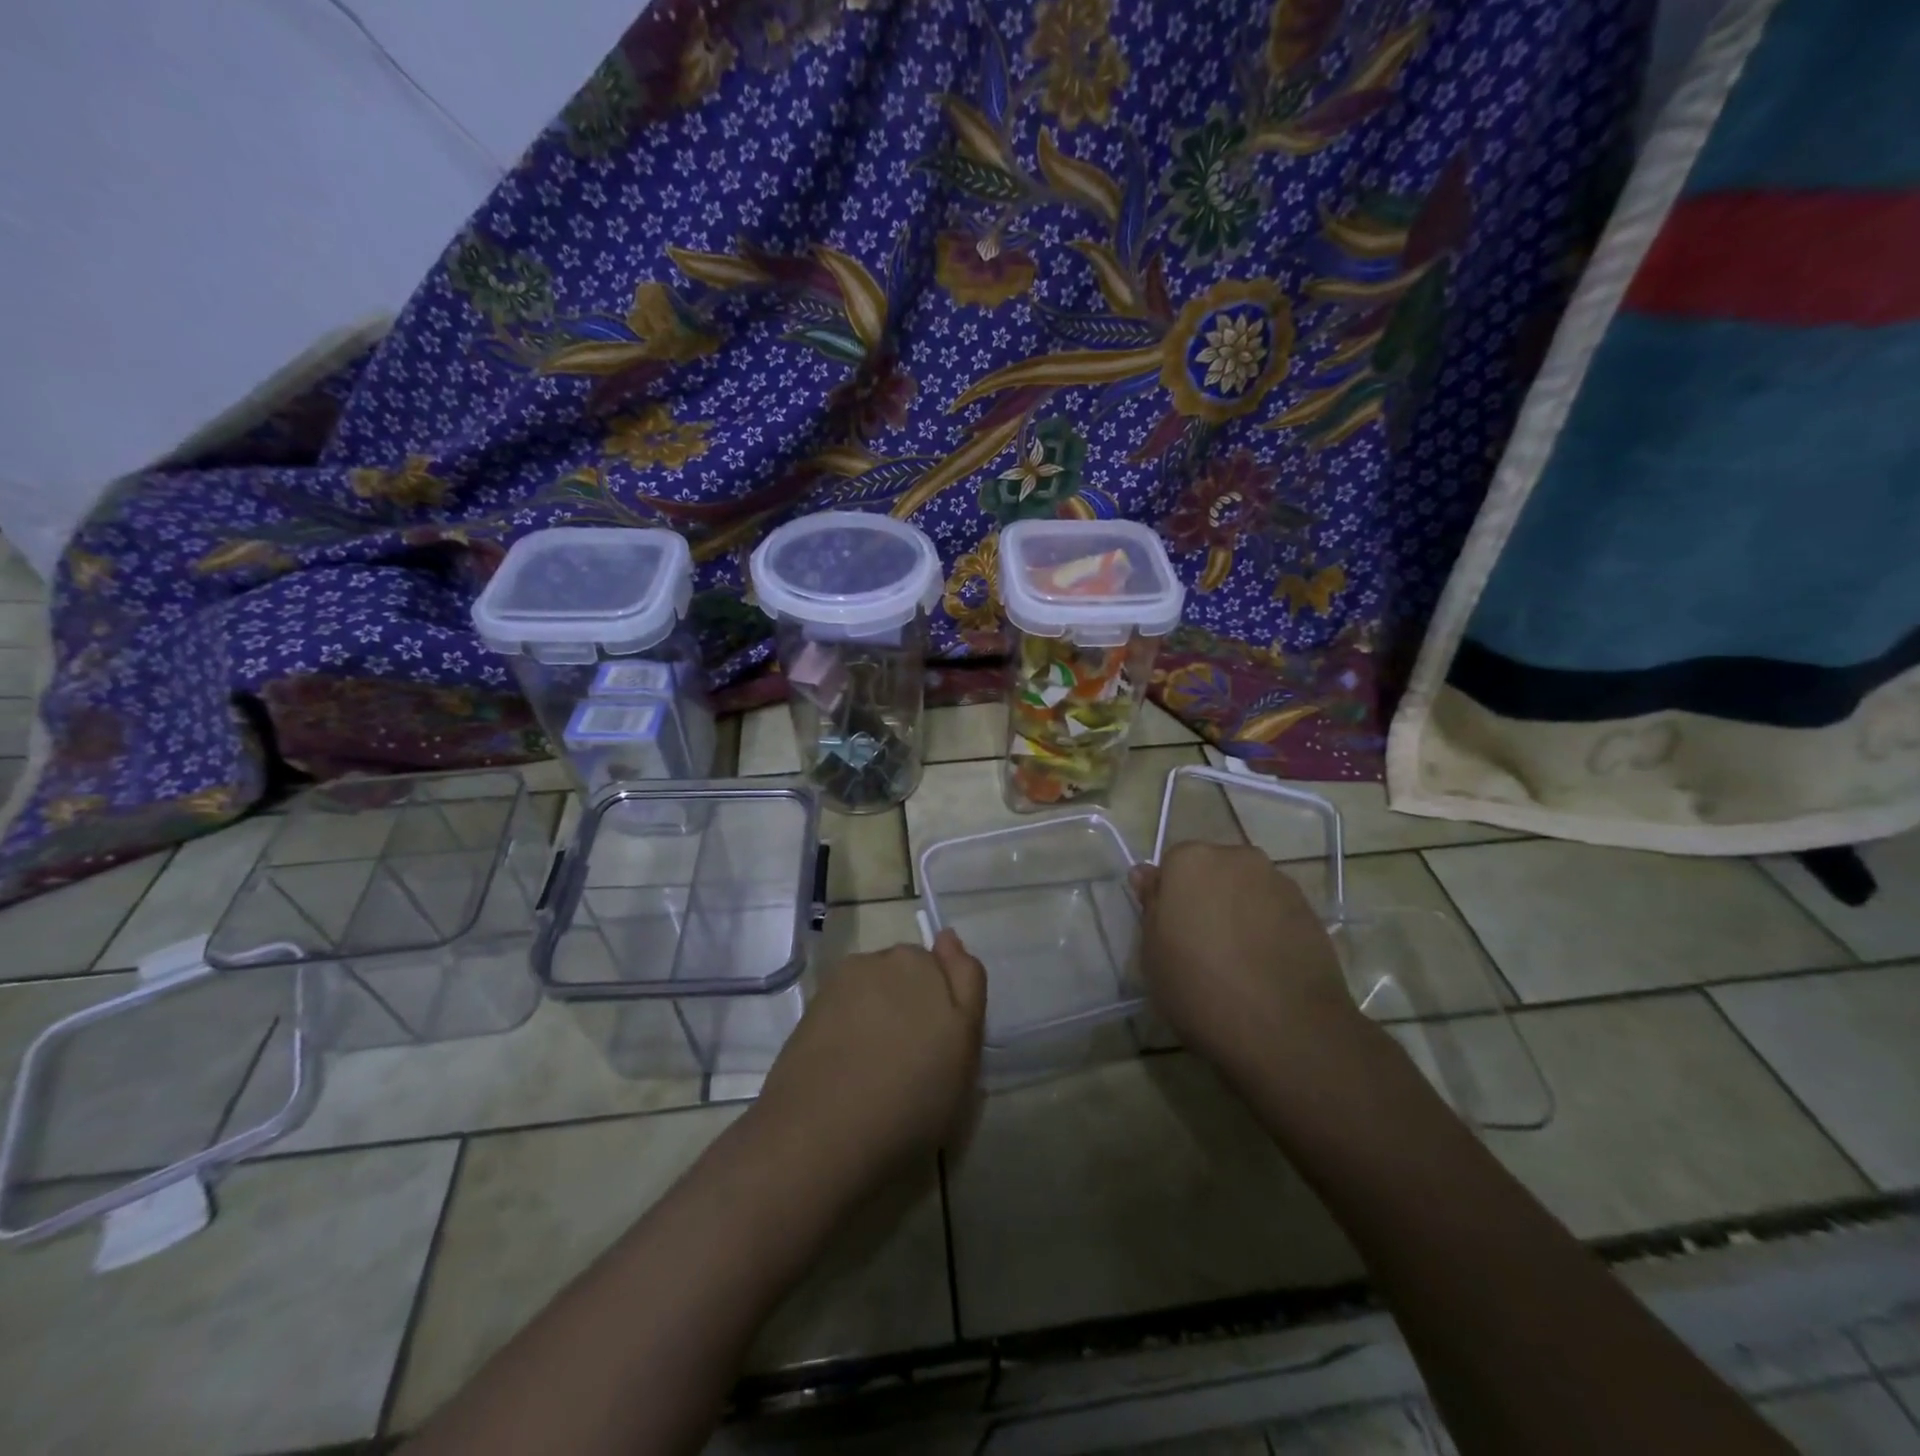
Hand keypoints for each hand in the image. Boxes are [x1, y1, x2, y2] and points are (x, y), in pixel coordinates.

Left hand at [756, 930, 985, 1181]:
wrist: (821, 1133)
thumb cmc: (913, 1099)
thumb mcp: (965, 1049)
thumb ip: (966, 984)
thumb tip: (948, 937)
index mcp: (928, 966)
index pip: (953, 968)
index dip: (950, 1005)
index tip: (943, 1041)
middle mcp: (885, 960)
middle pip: (911, 973)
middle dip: (914, 1001)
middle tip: (912, 1058)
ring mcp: (843, 980)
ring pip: (875, 987)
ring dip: (879, 1011)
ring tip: (874, 1066)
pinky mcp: (812, 1006)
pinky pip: (843, 1006)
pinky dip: (848, 1025)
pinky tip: (845, 1065)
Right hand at [1129, 842, 1358, 1079]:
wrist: (1286, 1029)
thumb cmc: (1199, 986)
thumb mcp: (1153, 952)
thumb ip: (1151, 905)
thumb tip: (1146, 874)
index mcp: (1191, 860)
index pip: (1172, 865)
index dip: (1170, 898)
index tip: (1171, 932)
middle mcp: (1237, 859)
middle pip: (1213, 872)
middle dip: (1207, 898)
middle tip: (1200, 946)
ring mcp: (1280, 883)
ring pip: (1247, 891)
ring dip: (1239, 913)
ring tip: (1238, 962)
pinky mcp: (1311, 912)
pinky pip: (1276, 913)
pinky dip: (1268, 930)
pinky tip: (1265, 968)